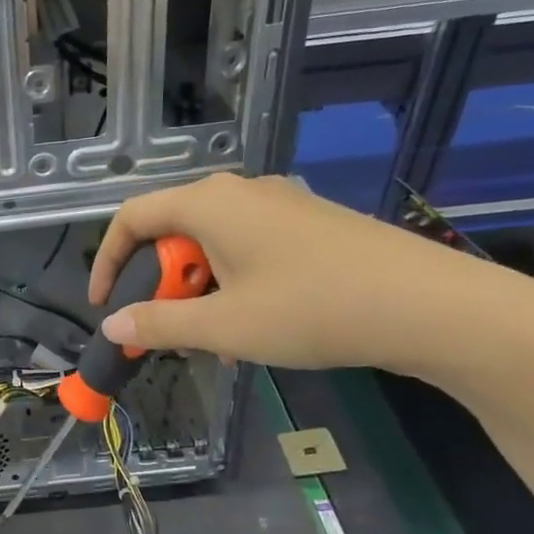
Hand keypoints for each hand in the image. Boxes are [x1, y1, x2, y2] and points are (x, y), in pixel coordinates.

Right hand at [88, 173, 477, 370]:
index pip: (132, 218)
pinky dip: (231, 285)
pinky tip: (253, 328)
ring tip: (212, 341)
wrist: (428, 305)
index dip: (107, 261)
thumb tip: (113, 326)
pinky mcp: (311, 224)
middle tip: (165, 331)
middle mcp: (241, 192)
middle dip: (158, 284)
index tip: (104, 306)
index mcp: (209, 204)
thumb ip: (159, 324)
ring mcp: (281, 205)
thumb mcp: (223, 327)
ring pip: (213, 245)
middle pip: (173, 231)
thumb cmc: (311, 309)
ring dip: (197, 291)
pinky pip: (249, 249)